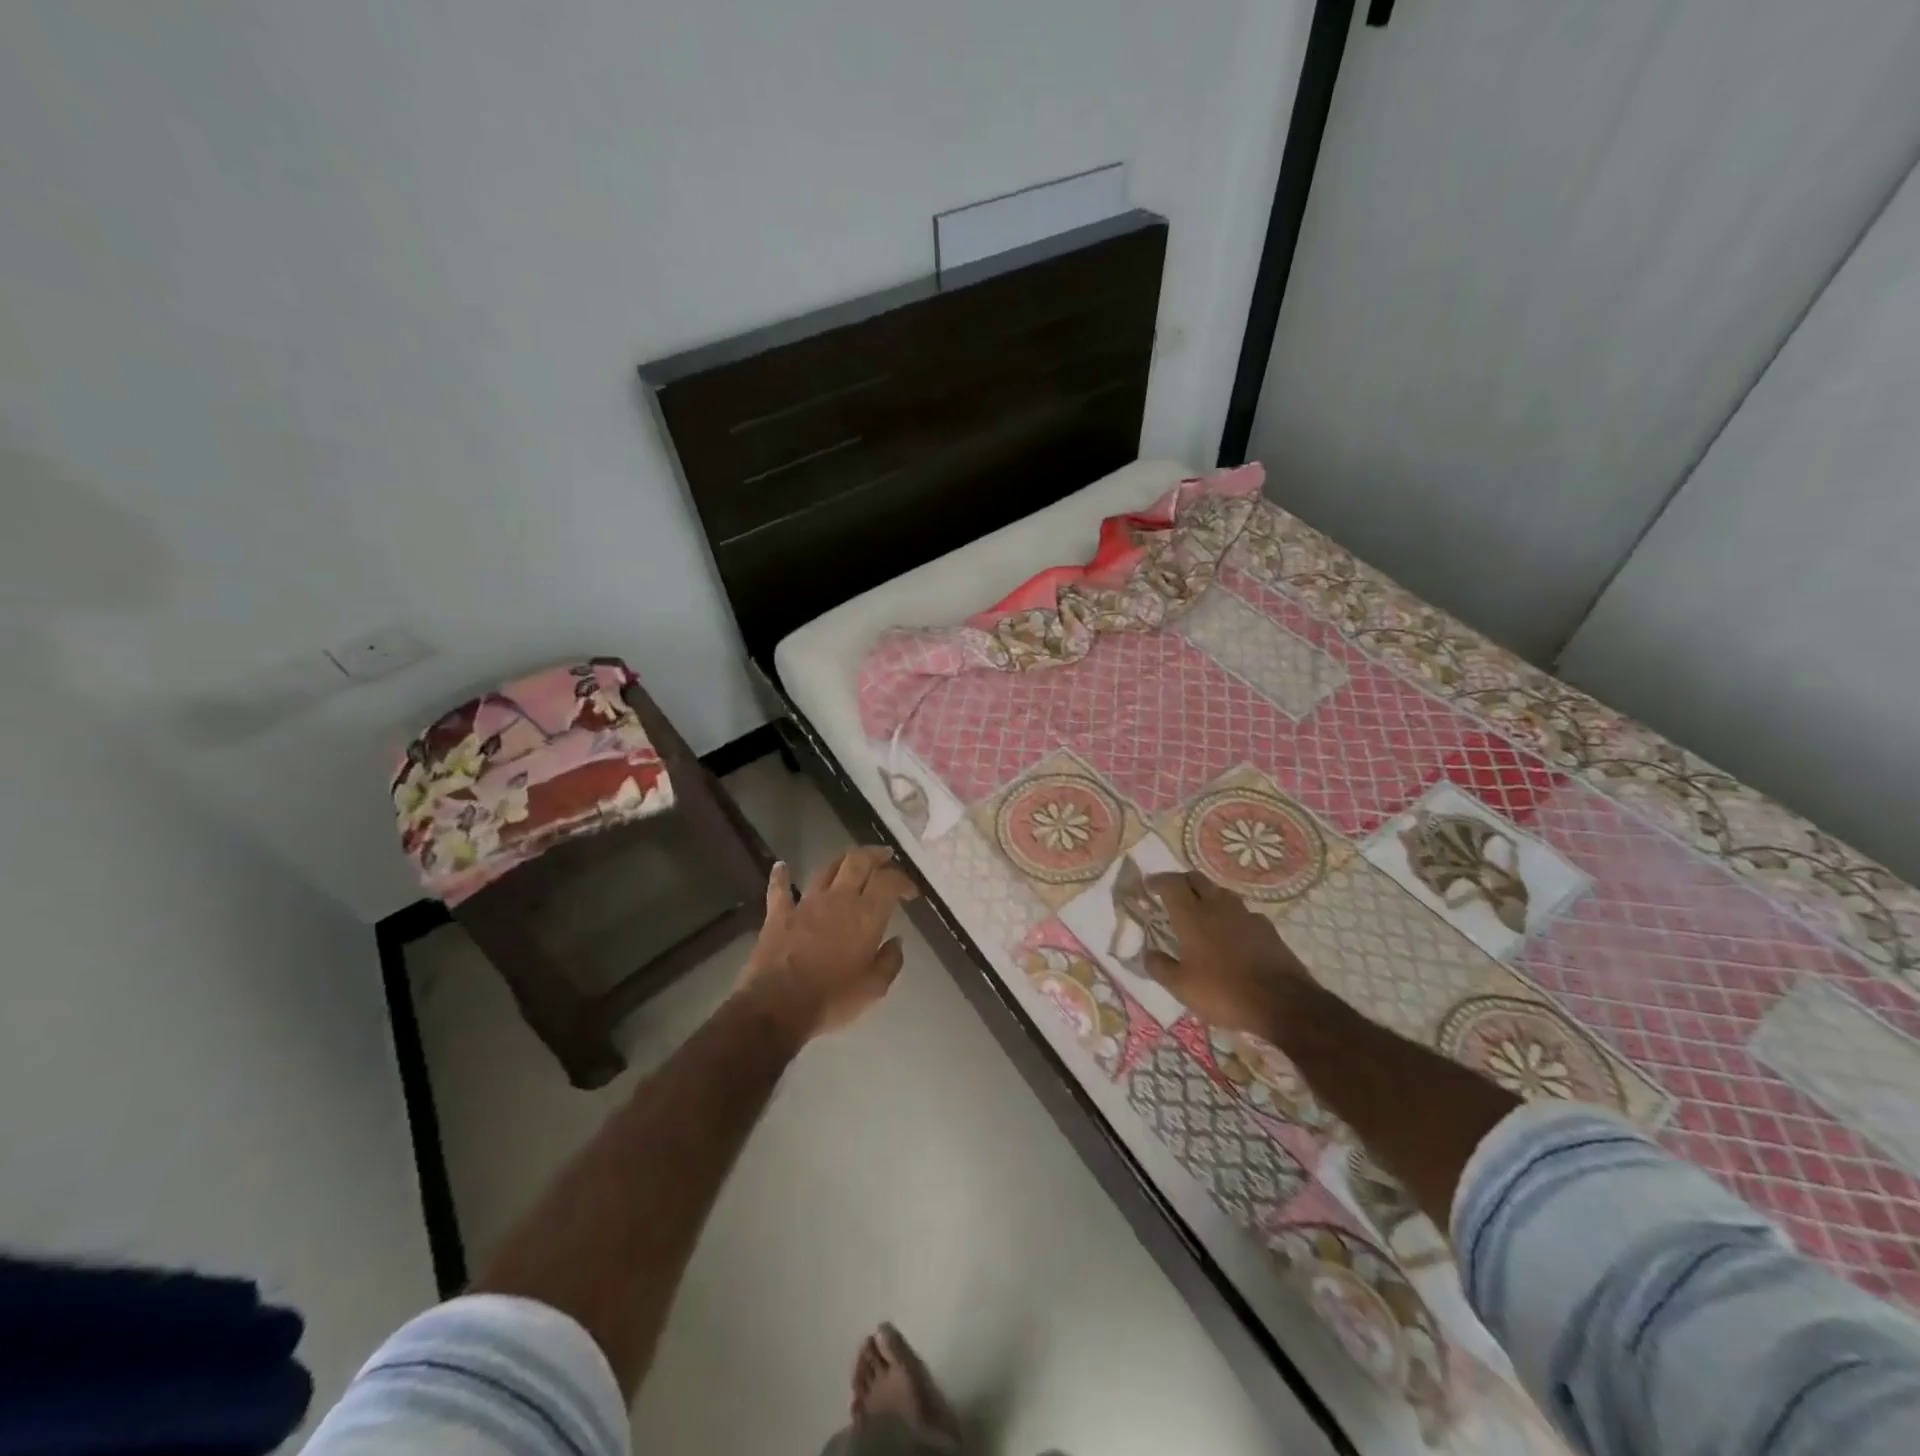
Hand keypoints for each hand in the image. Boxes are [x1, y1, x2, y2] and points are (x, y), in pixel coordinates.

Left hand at [739, 847, 918, 1040]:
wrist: (777, 1006)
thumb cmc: (832, 998)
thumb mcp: (873, 988)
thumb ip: (890, 961)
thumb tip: (897, 942)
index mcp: (866, 915)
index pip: (890, 881)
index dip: (904, 880)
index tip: (911, 891)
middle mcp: (839, 899)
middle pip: (859, 861)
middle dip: (875, 854)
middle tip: (885, 856)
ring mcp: (806, 902)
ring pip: (827, 868)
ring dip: (841, 860)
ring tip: (851, 860)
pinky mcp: (779, 913)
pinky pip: (780, 888)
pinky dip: (781, 876)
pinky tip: (782, 866)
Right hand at [1143, 870, 1315, 1033]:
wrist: (1282, 1003)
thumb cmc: (1223, 992)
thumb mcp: (1182, 987)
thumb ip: (1160, 966)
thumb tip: (1146, 953)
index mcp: (1192, 916)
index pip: (1171, 884)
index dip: (1158, 881)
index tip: (1149, 885)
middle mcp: (1217, 907)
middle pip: (1197, 879)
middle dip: (1181, 881)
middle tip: (1172, 892)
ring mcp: (1245, 915)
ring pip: (1221, 892)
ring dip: (1206, 895)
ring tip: (1200, 910)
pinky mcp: (1266, 928)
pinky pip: (1242, 912)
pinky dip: (1230, 914)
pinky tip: (1231, 931)